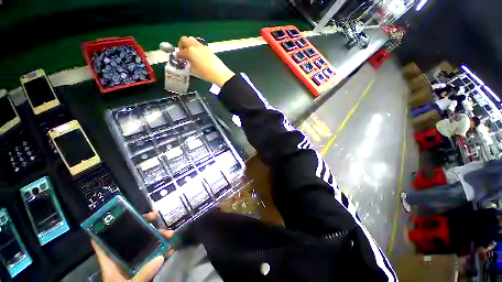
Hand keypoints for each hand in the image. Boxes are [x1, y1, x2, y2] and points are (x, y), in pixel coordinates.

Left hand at [92, 211, 174, 281]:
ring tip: (170, 234)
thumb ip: (142, 274)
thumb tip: (160, 257)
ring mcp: (134, 262)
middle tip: (155, 217)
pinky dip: (163, 249)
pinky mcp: (144, 266)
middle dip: (144, 225)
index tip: (118, 215)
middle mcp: (122, 258)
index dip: (105, 227)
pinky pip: (154, 254)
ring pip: (145, 243)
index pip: (102, 241)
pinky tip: (171, 249)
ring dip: (158, 236)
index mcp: (111, 261)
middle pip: (129, 236)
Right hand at [177, 36, 234, 86]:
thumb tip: (186, 61)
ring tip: (190, 53)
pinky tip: (198, 55)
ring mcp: (202, 46)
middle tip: (183, 52)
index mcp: (190, 52)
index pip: (180, 51)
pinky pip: (198, 44)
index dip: (178, 55)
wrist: (219, 73)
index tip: (178, 58)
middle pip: (184, 39)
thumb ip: (188, 63)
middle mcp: (195, 46)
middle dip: (181, 44)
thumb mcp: (194, 70)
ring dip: (189, 44)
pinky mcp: (208, 48)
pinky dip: (195, 47)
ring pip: (192, 40)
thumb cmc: (206, 73)